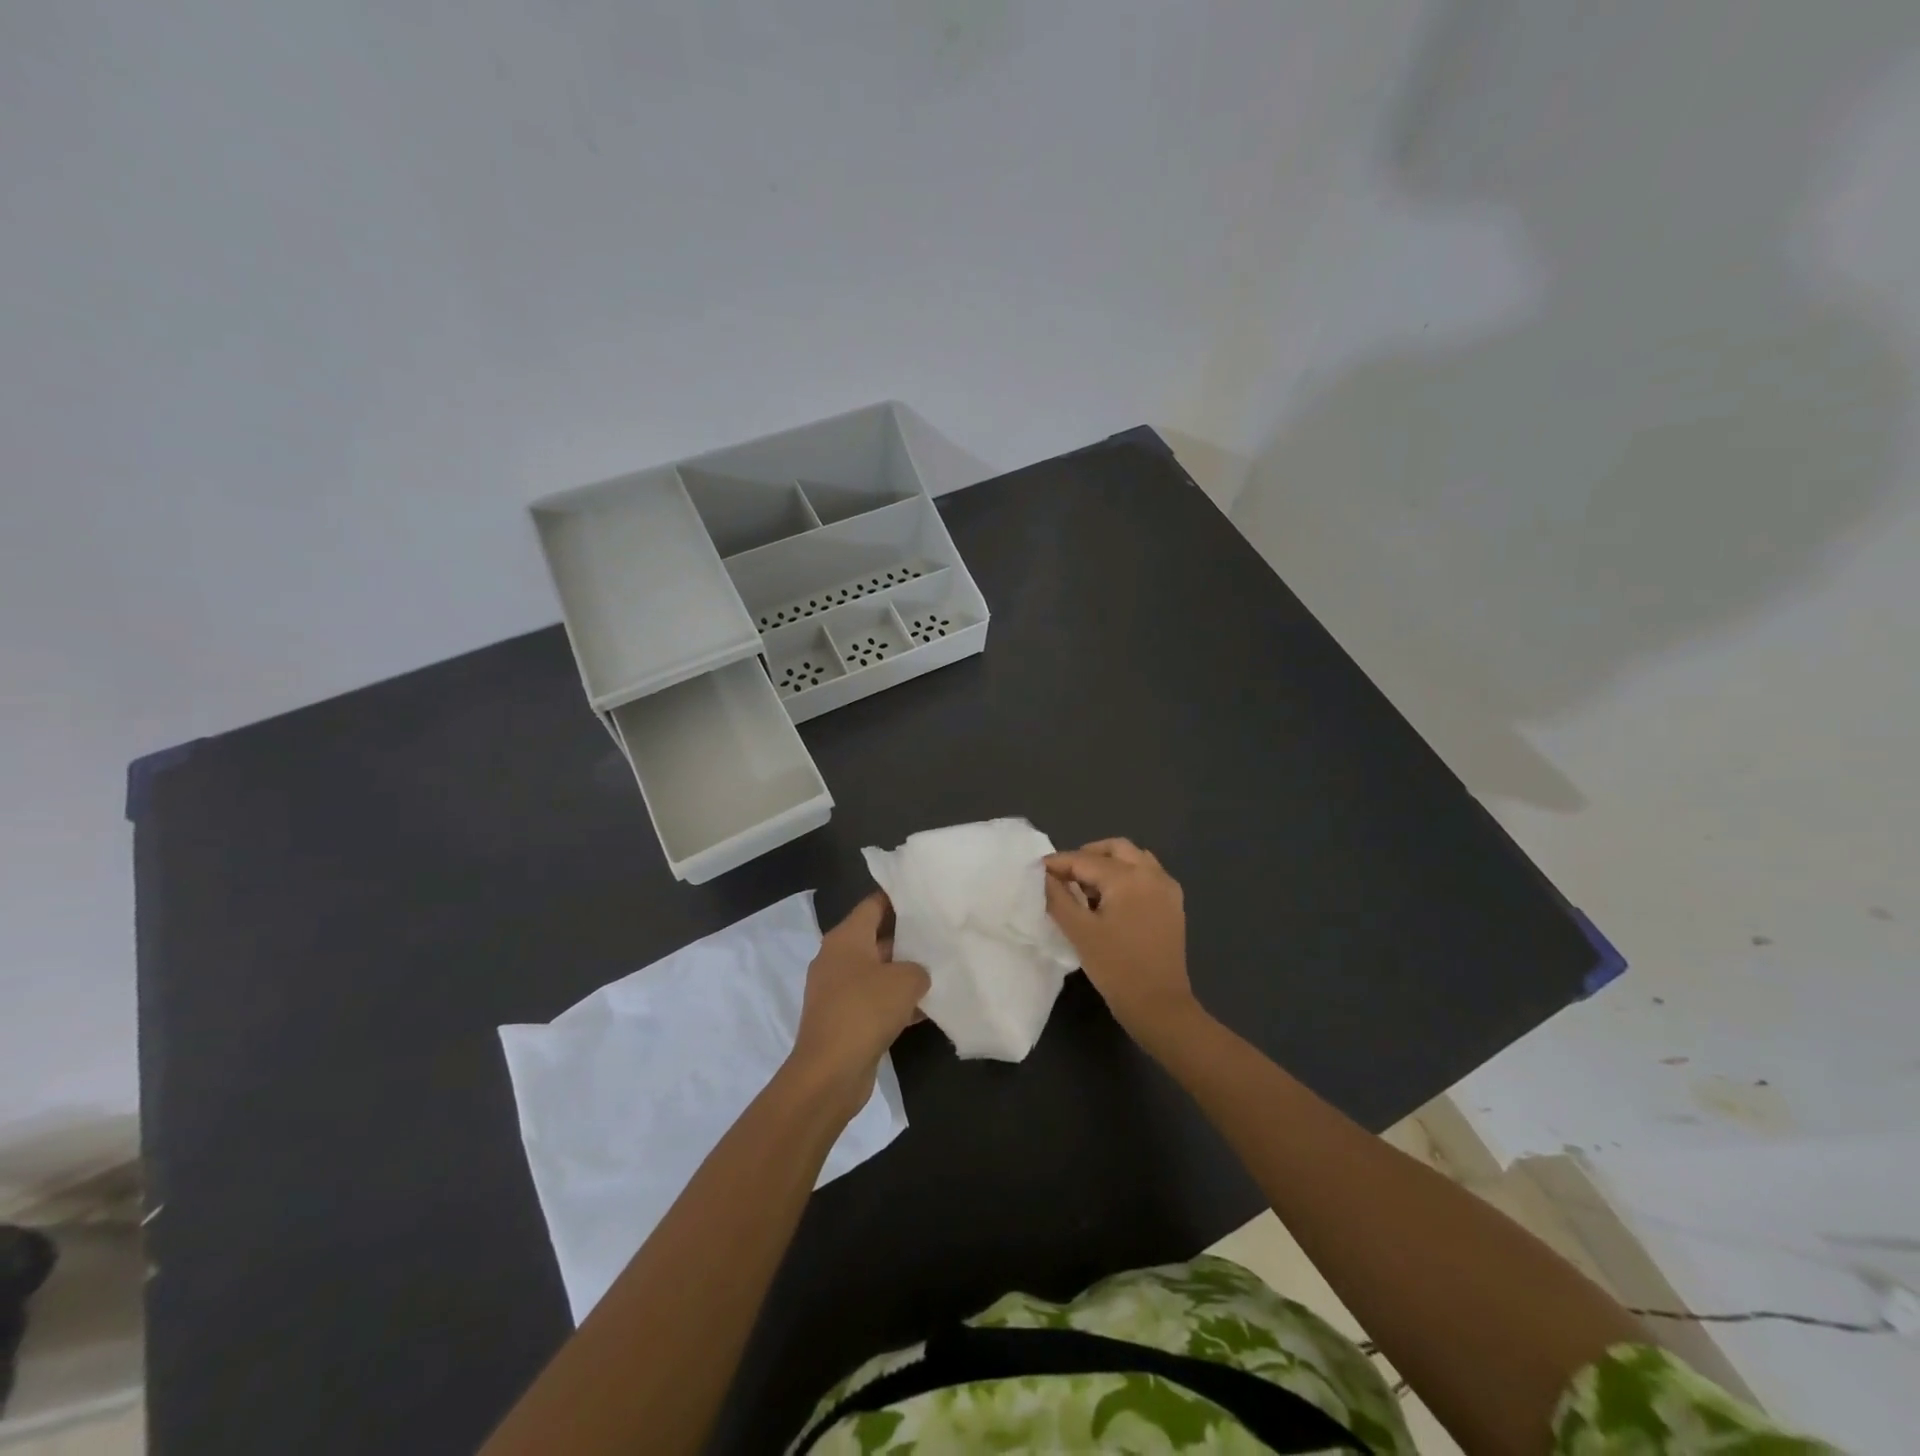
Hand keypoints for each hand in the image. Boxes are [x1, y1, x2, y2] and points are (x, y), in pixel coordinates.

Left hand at [787, 893, 929, 1115]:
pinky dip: (896, 1003)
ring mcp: (837, 991)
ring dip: (903, 973)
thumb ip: (918, 969)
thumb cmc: (865, 1010)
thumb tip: (917, 975)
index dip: (899, 898)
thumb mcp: (905, 981)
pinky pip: (874, 1001)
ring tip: (940, 969)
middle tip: (940, 934)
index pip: (873, 904)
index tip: (926, 896)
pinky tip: (927, 1009)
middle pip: (876, 937)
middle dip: (907, 937)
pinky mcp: (843, 1019)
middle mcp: (837, 958)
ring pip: (877, 972)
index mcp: (846, 938)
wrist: (829, 1072)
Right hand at [1044, 839, 1200, 1041]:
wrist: (1160, 1006)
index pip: (1085, 860)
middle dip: (1087, 856)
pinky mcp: (1173, 904)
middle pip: (1115, 848)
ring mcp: (1167, 888)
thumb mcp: (1079, 932)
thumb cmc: (1116, 969)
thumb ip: (1058, 898)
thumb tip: (1045, 876)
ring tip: (1088, 888)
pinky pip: (1148, 874)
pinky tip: (1112, 900)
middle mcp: (1151, 874)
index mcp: (1128, 878)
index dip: (1059, 863)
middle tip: (1064, 875)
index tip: (1037, 869)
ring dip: (1109, 863)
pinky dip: (1127, 875)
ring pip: (1134, 858)